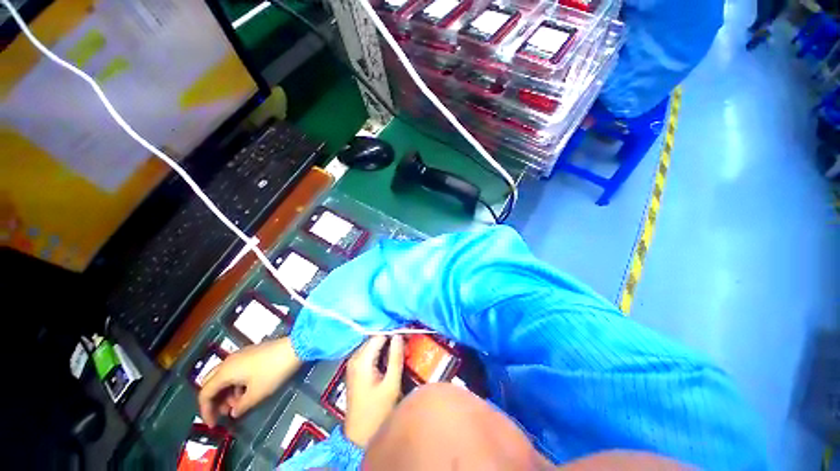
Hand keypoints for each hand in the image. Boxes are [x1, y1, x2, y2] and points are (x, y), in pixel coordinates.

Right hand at [198, 337, 301, 426]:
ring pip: (224, 376)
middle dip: (215, 400)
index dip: (206, 411)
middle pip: (211, 382)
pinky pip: (235, 370)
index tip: (214, 424)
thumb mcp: (257, 394)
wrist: (295, 348)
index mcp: (225, 371)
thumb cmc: (273, 371)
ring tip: (239, 404)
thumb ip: (241, 406)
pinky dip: (236, 383)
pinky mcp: (251, 353)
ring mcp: (241, 355)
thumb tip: (233, 412)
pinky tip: (247, 391)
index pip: (205, 393)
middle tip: (225, 413)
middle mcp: (229, 361)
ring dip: (227, 392)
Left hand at [344, 335, 404, 447]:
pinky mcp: (355, 370)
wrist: (359, 437)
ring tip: (402, 349)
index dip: (394, 333)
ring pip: (373, 345)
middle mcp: (355, 358)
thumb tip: (399, 336)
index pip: (380, 335)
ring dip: (387, 345)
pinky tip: (391, 358)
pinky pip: (370, 353)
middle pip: (375, 339)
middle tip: (407, 343)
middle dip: (391, 339)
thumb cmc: (376, 413)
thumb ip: (395, 357)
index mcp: (362, 360)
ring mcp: (353, 364)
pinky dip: (381, 353)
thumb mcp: (391, 384)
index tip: (408, 334)